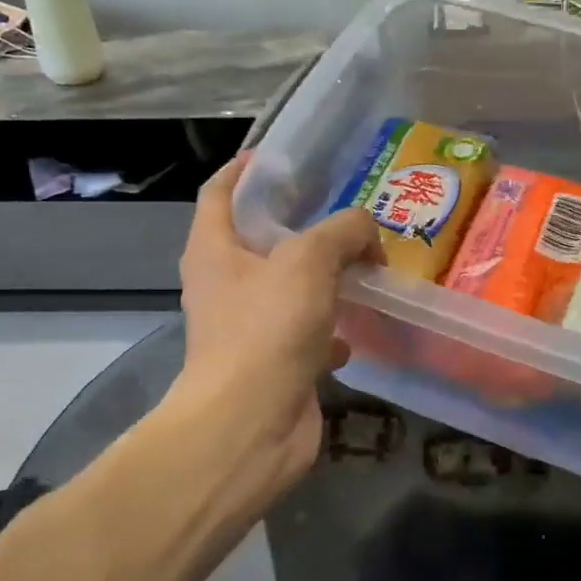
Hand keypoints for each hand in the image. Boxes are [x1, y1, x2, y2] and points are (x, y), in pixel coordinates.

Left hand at [171, 154, 382, 510]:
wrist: (252, 424)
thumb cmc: (267, 329)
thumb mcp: (309, 260)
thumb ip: (343, 231)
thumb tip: (366, 235)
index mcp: (215, 249)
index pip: (220, 191)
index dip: (245, 169)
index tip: (281, 157)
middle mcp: (225, 285)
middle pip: (261, 241)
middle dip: (302, 225)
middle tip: (345, 211)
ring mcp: (250, 328)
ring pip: (290, 289)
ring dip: (324, 278)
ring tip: (364, 263)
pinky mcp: (276, 364)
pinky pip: (308, 334)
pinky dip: (332, 329)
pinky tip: (359, 328)